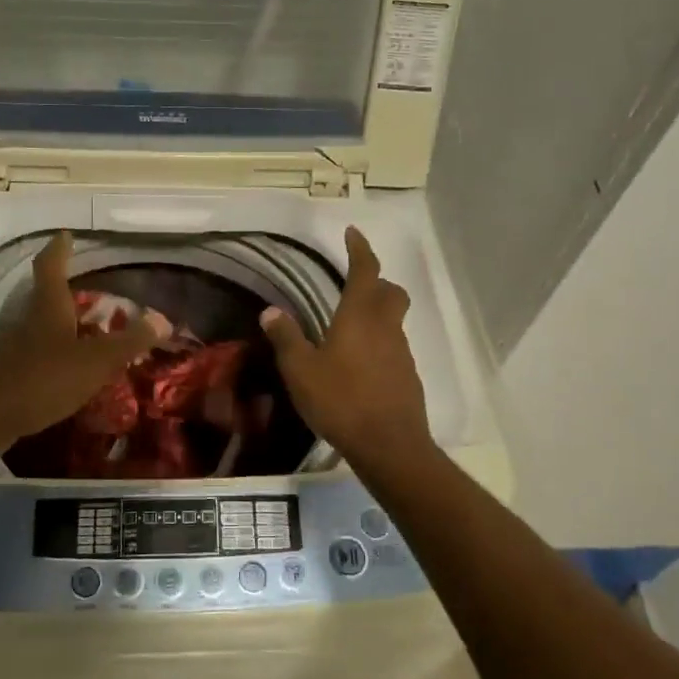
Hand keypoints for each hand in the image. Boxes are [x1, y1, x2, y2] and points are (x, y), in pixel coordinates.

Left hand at [0, 232, 161, 446]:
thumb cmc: (44, 378)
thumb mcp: (95, 360)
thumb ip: (128, 341)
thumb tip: (162, 320)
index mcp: (48, 307)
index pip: (51, 266)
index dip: (59, 249)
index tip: (65, 235)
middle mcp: (28, 321)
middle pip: (46, 297)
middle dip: (67, 291)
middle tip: (92, 292)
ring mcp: (15, 348)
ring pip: (42, 327)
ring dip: (63, 326)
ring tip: (88, 333)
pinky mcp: (10, 374)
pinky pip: (38, 355)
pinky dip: (56, 355)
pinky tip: (70, 372)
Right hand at [261, 226, 429, 466]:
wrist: (389, 445)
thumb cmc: (340, 400)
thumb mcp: (301, 370)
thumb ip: (286, 338)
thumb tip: (270, 310)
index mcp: (359, 316)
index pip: (365, 271)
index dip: (360, 249)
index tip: (353, 232)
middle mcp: (386, 327)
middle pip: (391, 292)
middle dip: (377, 282)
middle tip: (356, 286)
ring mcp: (401, 353)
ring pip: (394, 321)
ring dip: (377, 316)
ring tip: (349, 332)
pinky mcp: (408, 377)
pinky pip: (394, 348)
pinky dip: (379, 346)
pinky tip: (359, 367)